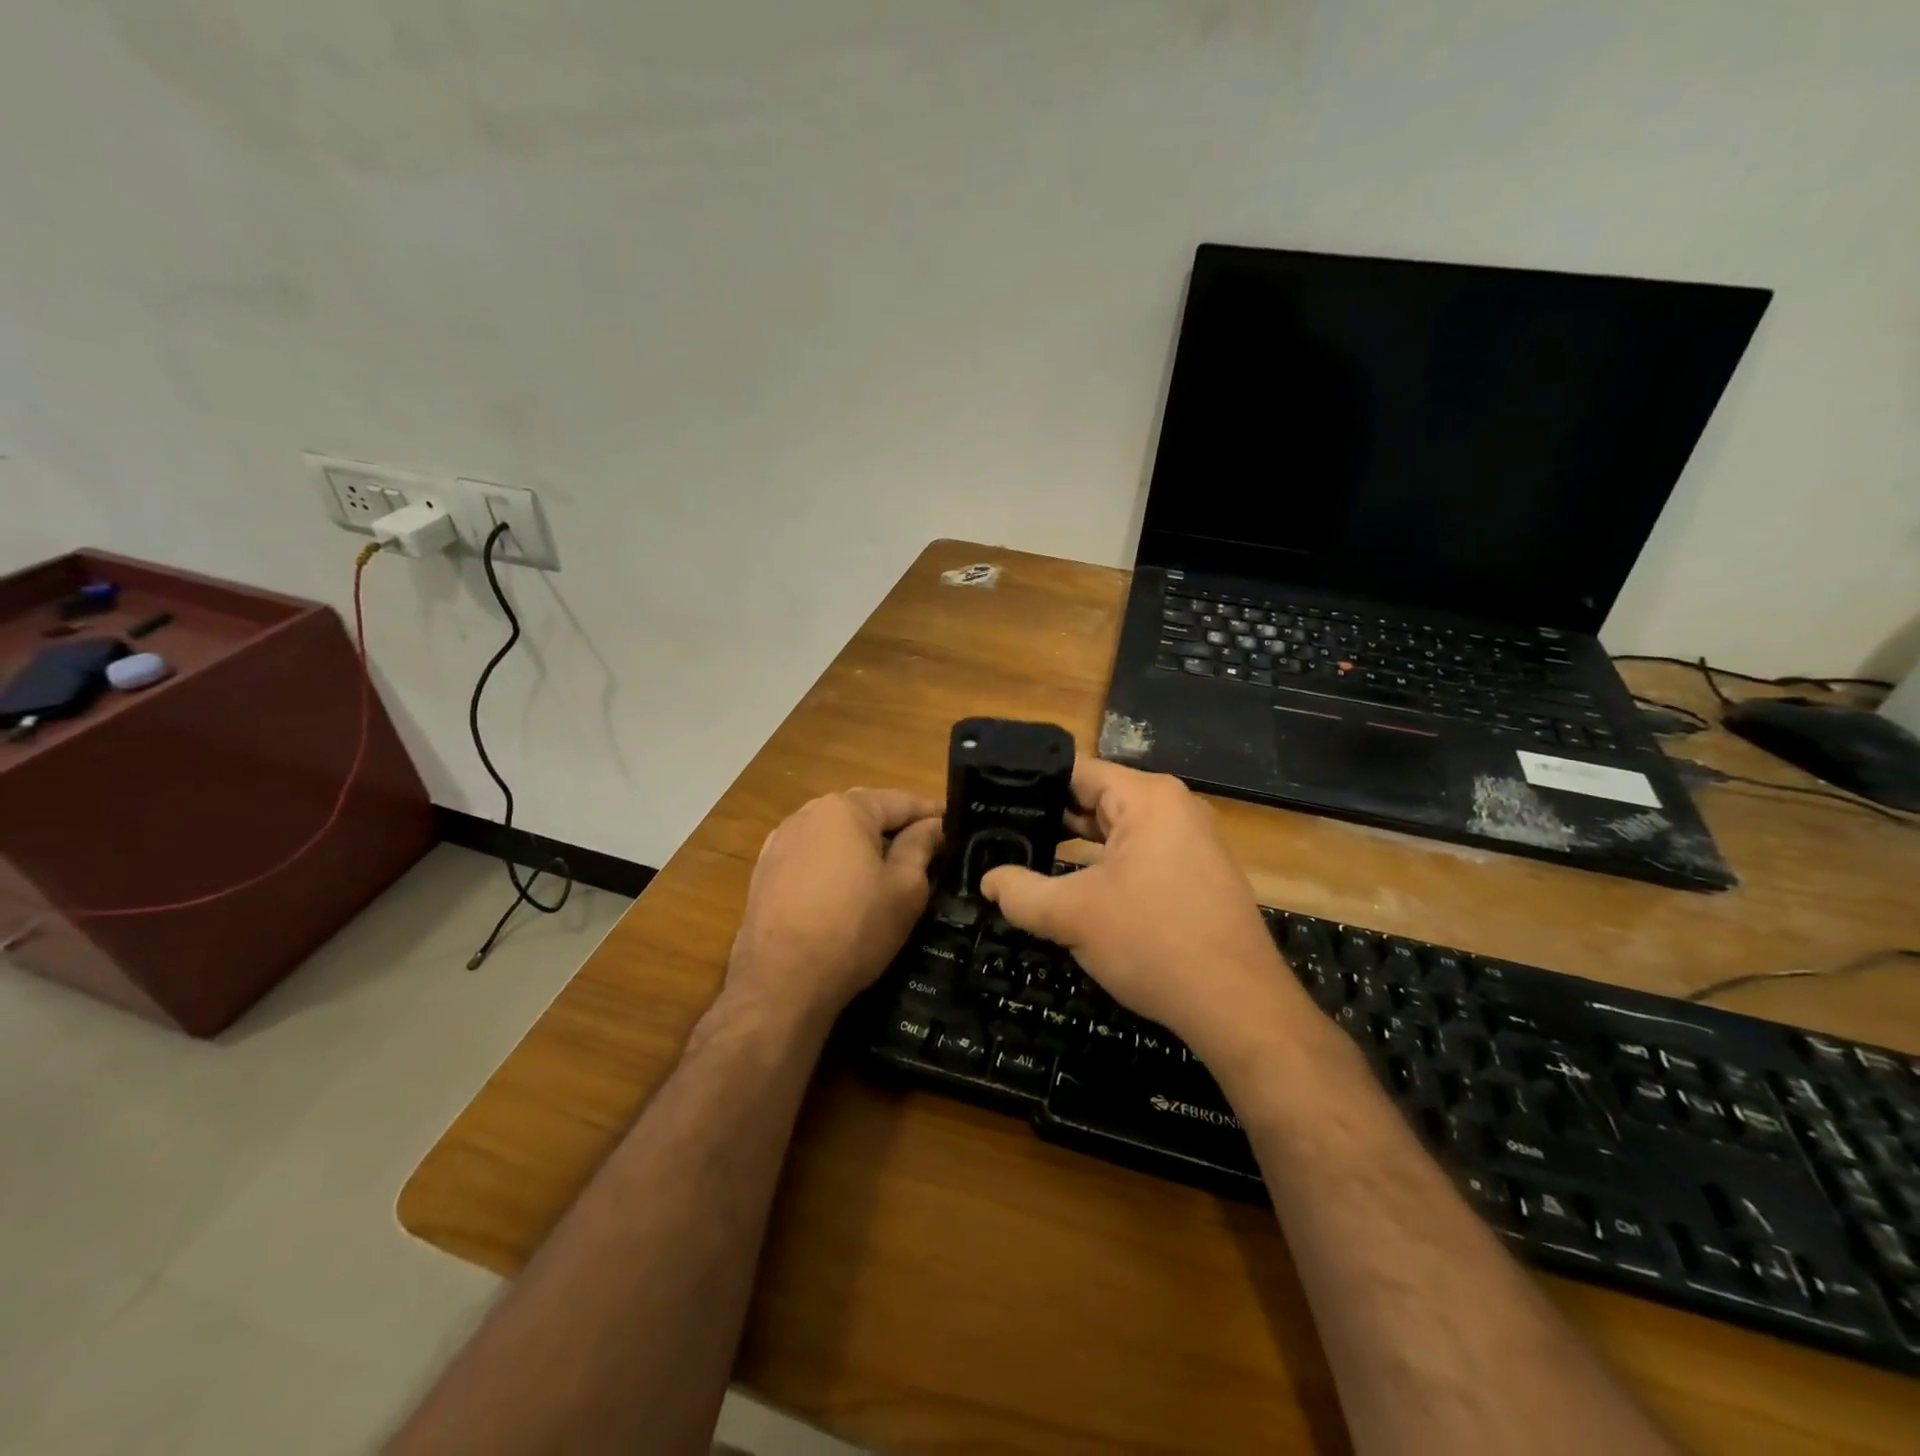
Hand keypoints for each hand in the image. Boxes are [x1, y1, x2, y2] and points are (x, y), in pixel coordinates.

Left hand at [725, 787, 942, 1032]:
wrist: (781, 983)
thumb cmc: (854, 930)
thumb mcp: (905, 889)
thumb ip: (921, 847)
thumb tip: (933, 825)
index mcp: (845, 809)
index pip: (900, 801)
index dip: (932, 813)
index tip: (955, 825)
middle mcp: (808, 813)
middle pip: (865, 812)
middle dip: (896, 826)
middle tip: (927, 847)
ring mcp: (780, 841)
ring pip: (835, 833)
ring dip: (862, 844)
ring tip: (887, 867)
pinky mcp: (765, 870)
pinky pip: (812, 854)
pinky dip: (834, 862)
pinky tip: (845, 887)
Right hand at [980, 759, 1304, 1061]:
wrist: (1238, 1007)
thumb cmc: (1153, 943)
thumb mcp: (1073, 916)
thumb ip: (1020, 893)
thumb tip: (987, 880)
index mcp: (1148, 798)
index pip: (1077, 771)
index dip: (1032, 784)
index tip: (994, 801)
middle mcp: (1174, 808)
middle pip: (1097, 798)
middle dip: (1051, 817)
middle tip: (1002, 832)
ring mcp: (1191, 841)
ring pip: (1118, 830)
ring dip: (1077, 845)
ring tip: (1027, 856)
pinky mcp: (1197, 874)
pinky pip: (1140, 854)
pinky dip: (1105, 865)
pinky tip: (1075, 886)